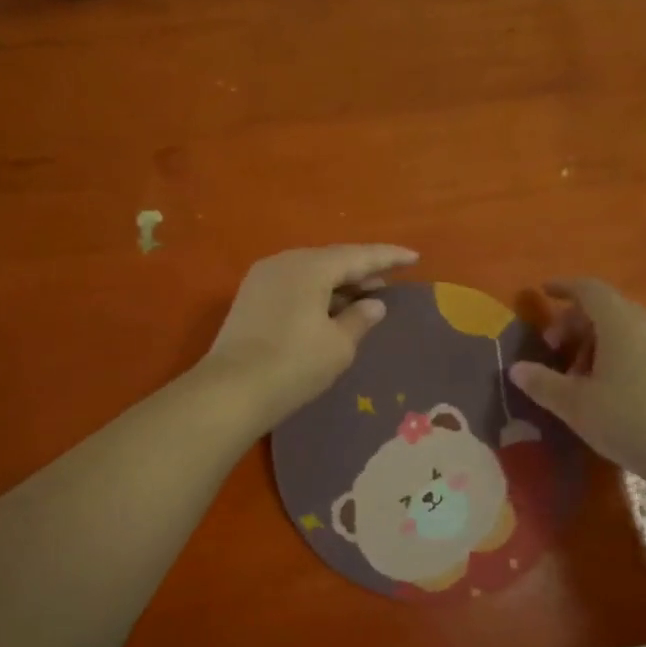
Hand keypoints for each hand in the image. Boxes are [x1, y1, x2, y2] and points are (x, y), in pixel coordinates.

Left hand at [202, 245, 419, 433]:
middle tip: (387, 283)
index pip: (358, 255)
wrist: (232, 391)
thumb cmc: (294, 365)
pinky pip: (293, 287)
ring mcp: (261, 280)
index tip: (414, 257)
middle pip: (331, 260)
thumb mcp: (338, 346)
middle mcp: (283, 263)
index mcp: (309, 267)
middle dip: (361, 271)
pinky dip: (316, 294)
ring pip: (310, 274)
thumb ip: (360, 320)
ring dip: (337, 285)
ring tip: (362, 299)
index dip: (388, 257)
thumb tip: (374, 305)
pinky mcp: (249, 300)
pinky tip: (329, 311)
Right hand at [509, 279, 645, 473]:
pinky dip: (615, 352)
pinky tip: (605, 386)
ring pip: (623, 327)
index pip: (589, 289)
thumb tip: (516, 369)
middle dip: (574, 322)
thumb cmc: (626, 419)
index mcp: (620, 323)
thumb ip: (542, 382)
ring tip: (576, 375)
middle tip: (552, 350)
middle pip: (605, 307)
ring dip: (594, 341)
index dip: (564, 287)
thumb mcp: (574, 404)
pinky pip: (639, 344)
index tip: (543, 292)